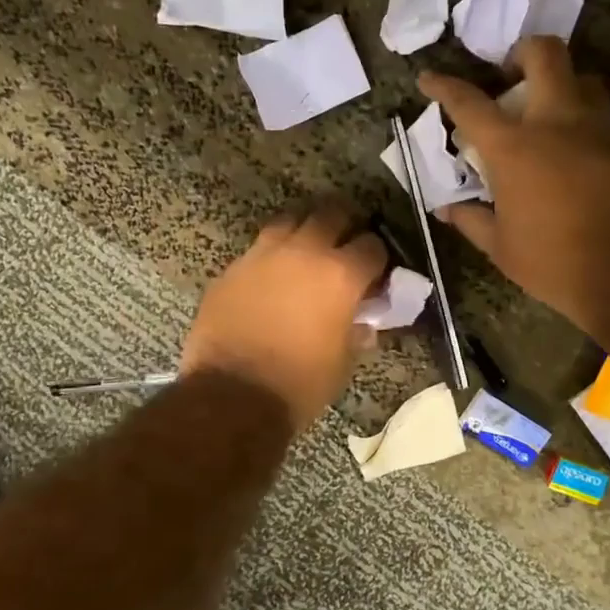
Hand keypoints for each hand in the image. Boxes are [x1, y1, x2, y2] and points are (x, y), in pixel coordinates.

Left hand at [181, 202, 387, 431]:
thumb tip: (363, 319)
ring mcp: (263, 255)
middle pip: (332, 214)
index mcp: (340, 275)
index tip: (375, 275)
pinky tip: (271, 278)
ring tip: (306, 254)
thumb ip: (357, 330)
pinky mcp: (232, 268)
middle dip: (344, 227)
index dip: (377, 259)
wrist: (232, 395)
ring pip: (291, 220)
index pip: (372, 246)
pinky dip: (272, 256)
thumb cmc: (299, 384)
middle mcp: (304, 252)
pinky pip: (258, 248)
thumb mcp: (343, 362)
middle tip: (343, 249)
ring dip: (304, 232)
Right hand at [419, 37, 609, 326]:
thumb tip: (447, 210)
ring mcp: (600, 129)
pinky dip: (584, 123)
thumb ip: (471, 220)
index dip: (444, 86)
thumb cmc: (554, 261)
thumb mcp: (500, 247)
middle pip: (544, 54)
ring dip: (560, 85)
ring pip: (583, 79)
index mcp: (514, 147)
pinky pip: (603, 117)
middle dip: (522, 53)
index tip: (429, 77)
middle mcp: (557, 122)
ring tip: (547, 116)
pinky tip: (577, 155)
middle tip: (510, 77)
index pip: (470, 103)